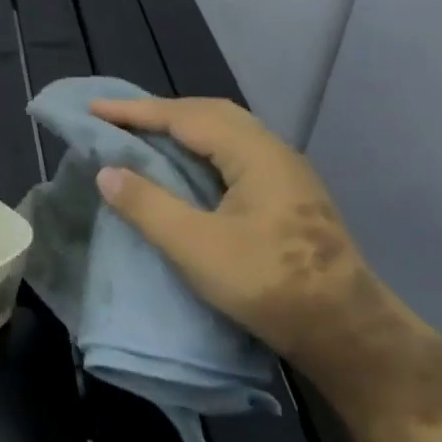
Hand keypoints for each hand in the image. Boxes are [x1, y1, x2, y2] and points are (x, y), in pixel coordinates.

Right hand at [88, 96, 396, 373]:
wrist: (347, 333)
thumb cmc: (269, 285)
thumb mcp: (196, 247)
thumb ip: (147, 205)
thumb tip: (106, 171)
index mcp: (255, 155)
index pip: (186, 116)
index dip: (137, 111)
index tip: (94, 109)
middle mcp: (274, 153)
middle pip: (210, 113)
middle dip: (160, 112)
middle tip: (117, 119)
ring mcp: (286, 175)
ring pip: (225, 132)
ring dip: (181, 128)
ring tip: (143, 136)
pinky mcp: (288, 197)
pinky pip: (233, 153)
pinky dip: (198, 148)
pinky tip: (185, 166)